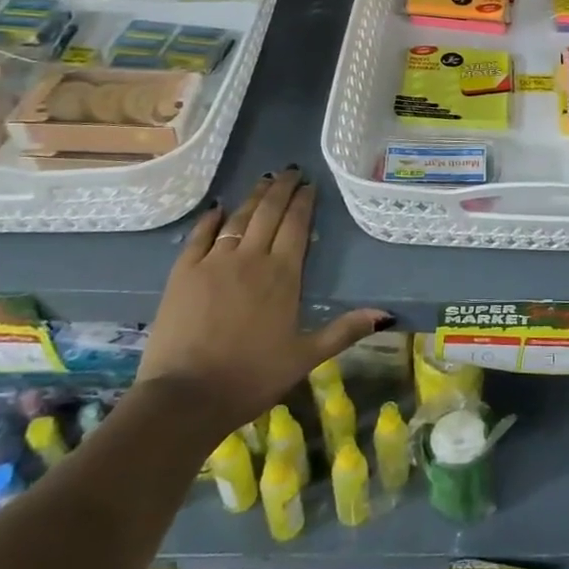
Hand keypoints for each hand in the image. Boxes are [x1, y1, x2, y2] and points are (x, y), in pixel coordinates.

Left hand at [135, 169, 388, 444]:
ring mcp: (213, 263)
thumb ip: (344, 330)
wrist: (185, 397)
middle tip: (290, 171)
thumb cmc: (252, 377)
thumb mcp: (306, 356)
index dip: (304, 201)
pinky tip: (218, 209)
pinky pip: (199, 236)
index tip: (309, 185)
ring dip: (253, 197)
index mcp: (283, 274)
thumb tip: (385, 314)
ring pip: (238, 218)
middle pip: (269, 213)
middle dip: (282, 188)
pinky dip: (210, 219)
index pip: (297, 225)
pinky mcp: (182, 274)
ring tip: (264, 181)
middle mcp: (250, 258)